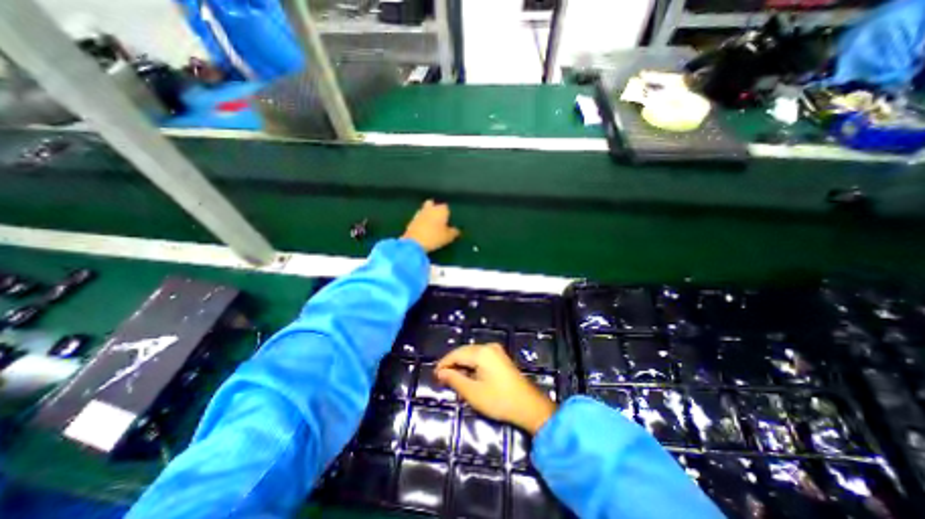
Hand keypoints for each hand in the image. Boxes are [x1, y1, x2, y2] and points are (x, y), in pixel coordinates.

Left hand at [401, 198, 457, 253]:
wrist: (414, 242)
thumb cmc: (435, 237)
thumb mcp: (448, 237)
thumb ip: (454, 232)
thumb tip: (456, 230)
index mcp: (441, 210)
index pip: (446, 207)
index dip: (447, 213)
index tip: (448, 221)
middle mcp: (430, 208)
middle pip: (432, 204)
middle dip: (435, 209)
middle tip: (438, 219)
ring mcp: (419, 213)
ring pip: (424, 210)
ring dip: (427, 214)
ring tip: (431, 225)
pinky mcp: (411, 220)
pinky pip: (419, 218)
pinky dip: (421, 221)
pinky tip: (423, 228)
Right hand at [436, 345, 555, 433]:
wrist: (529, 406)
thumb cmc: (499, 400)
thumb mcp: (473, 392)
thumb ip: (455, 379)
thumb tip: (441, 372)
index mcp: (482, 352)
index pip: (456, 354)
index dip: (444, 364)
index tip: (435, 375)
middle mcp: (488, 347)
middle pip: (464, 352)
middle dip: (452, 364)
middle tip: (442, 378)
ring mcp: (496, 351)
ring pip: (472, 354)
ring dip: (461, 365)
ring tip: (452, 378)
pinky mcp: (500, 357)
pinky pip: (480, 357)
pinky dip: (471, 365)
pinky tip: (467, 375)